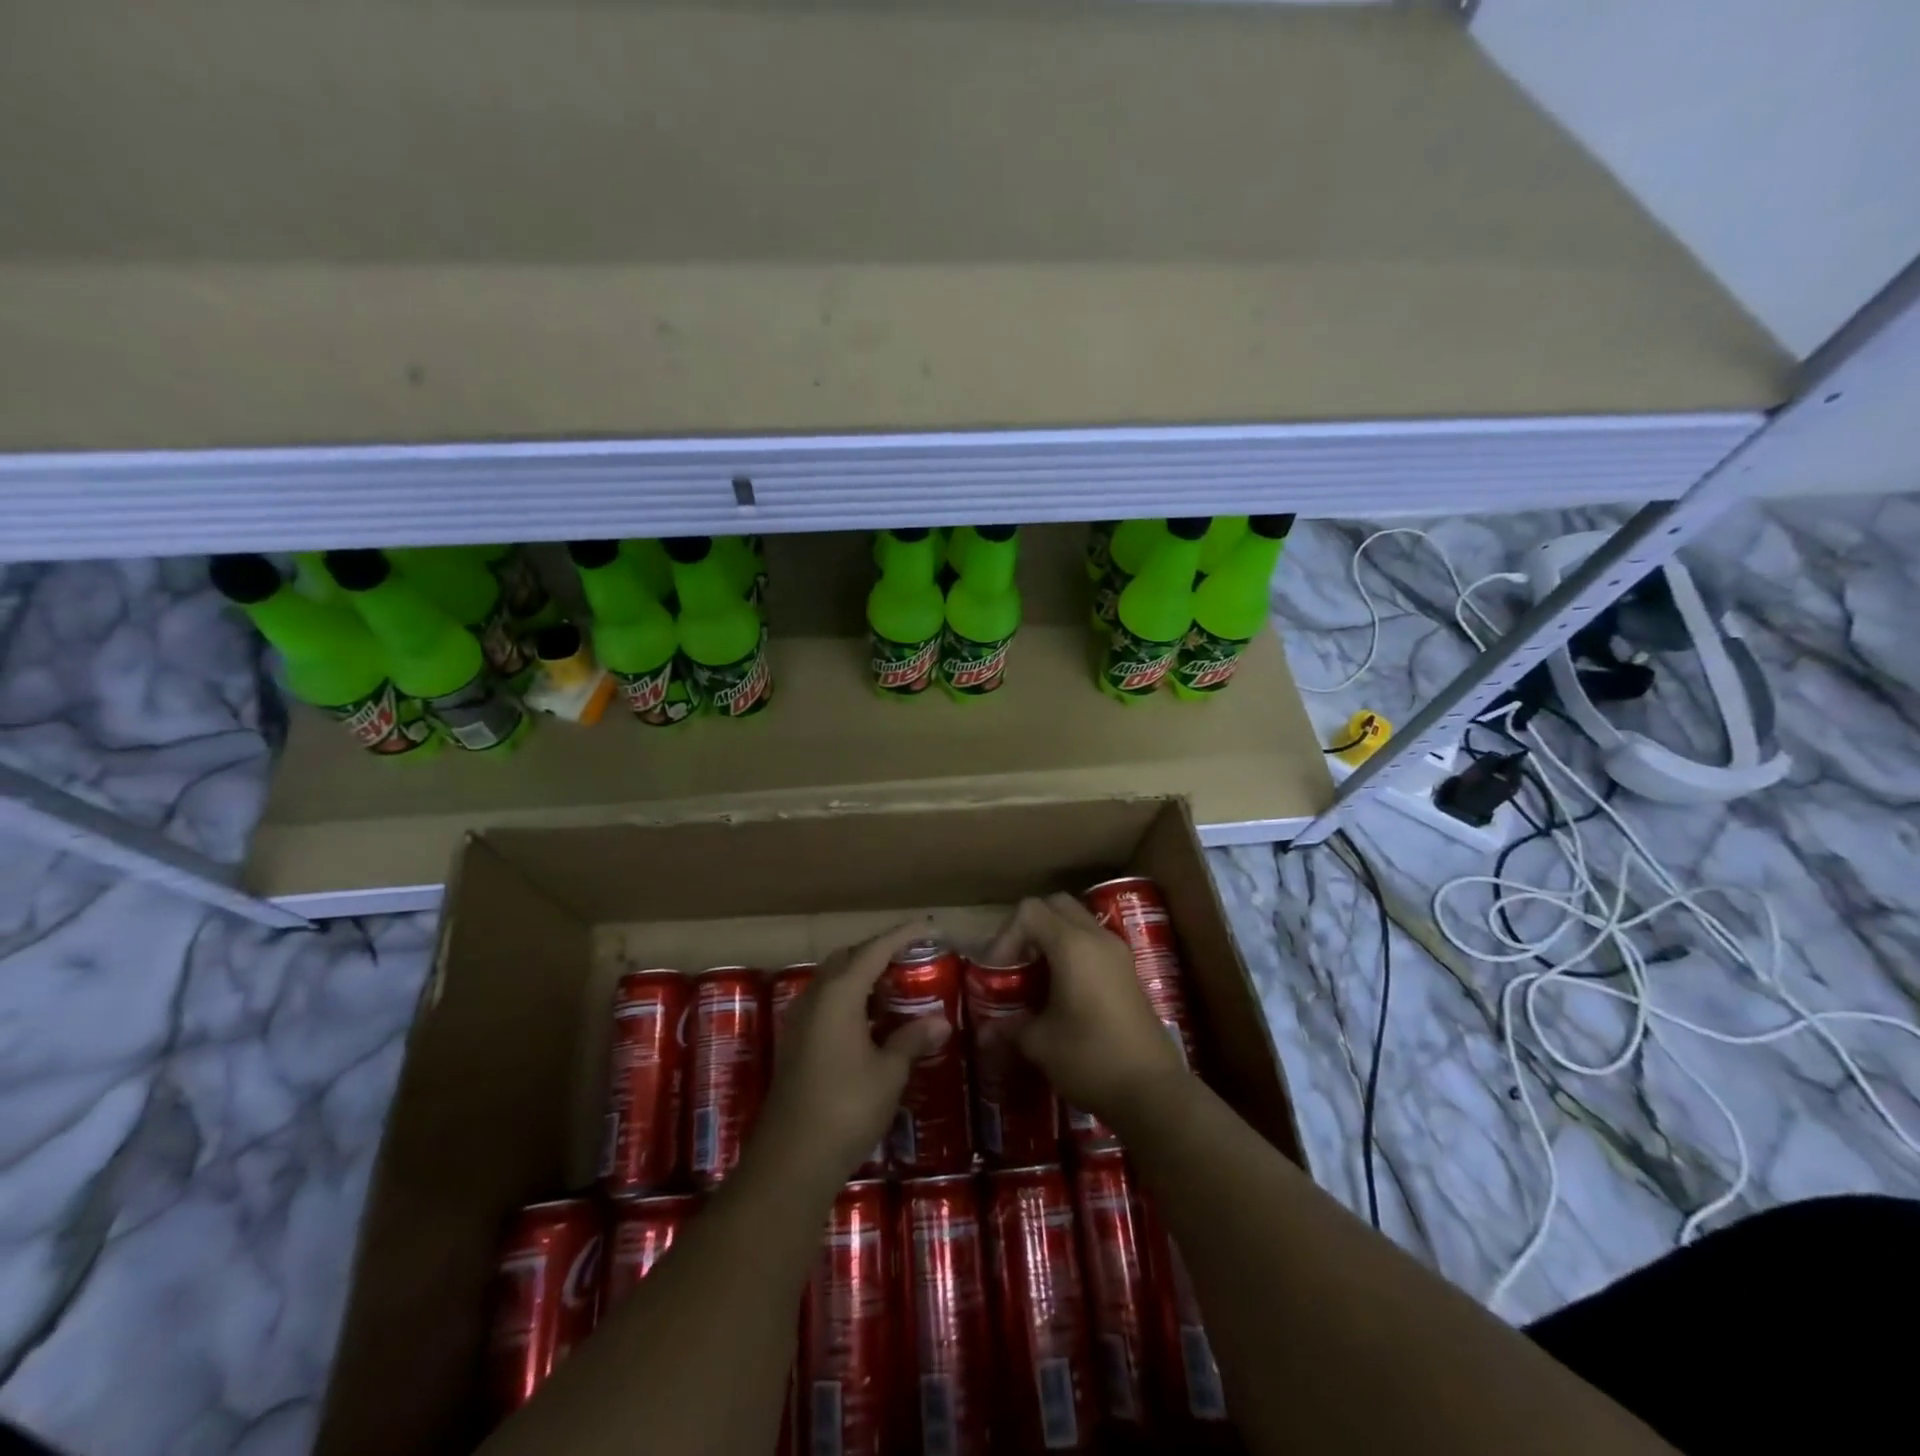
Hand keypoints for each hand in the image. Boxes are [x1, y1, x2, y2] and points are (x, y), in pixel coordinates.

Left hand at [755, 920, 951, 1183]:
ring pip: (833, 981)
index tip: (928, 927)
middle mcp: (815, 998)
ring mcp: (801, 1021)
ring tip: (896, 985)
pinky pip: (826, 1003)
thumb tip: (941, 1022)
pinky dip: (851, 999)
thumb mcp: (888, 1072)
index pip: (874, 950)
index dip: (902, 935)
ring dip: (862, 975)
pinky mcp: (796, 1043)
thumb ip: (912, 1039)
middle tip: (911, 957)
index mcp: (839, 994)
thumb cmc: (846, 1107)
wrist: (791, 1160)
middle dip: (878, 951)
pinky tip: (871, 1020)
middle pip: (848, 958)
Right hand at [984, 894, 1187, 1127]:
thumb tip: (986, 1030)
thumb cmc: (1090, 1059)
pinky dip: (1072, 951)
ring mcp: (1118, 952)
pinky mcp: (1128, 971)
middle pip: (1056, 905)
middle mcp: (1097, 937)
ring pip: (1077, 921)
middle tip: (1015, 963)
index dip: (1005, 936)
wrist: (1153, 1092)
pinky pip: (1093, 942)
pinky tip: (1061, 989)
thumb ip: (1009, 1027)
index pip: (1029, 911)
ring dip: (1052, 938)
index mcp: (1073, 945)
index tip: (998, 972)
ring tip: (1035, 976)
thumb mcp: (1040, 1044)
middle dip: (1029, 928)